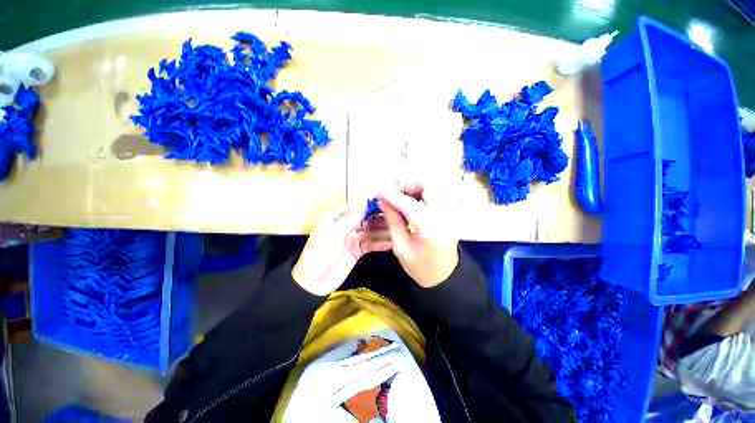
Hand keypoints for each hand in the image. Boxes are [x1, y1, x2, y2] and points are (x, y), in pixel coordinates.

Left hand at [293, 201, 392, 295]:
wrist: (313, 283)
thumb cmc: (320, 254)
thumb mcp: (334, 233)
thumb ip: (351, 218)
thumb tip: (364, 200)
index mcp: (336, 218)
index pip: (356, 208)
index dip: (371, 205)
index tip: (387, 203)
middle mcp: (346, 226)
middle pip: (366, 220)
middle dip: (380, 219)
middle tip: (398, 217)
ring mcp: (352, 239)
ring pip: (370, 232)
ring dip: (383, 231)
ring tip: (399, 229)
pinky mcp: (357, 251)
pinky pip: (371, 245)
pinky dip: (380, 244)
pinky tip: (392, 243)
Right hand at [378, 182, 458, 287]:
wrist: (446, 277)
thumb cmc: (421, 268)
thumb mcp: (401, 248)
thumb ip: (393, 222)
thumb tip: (383, 201)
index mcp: (430, 229)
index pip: (409, 204)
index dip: (392, 196)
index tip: (379, 192)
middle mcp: (444, 216)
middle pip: (429, 185)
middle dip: (408, 184)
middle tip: (394, 192)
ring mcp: (449, 213)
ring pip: (434, 186)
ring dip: (415, 187)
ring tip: (400, 195)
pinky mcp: (449, 213)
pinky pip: (435, 194)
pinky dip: (422, 192)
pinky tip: (411, 200)